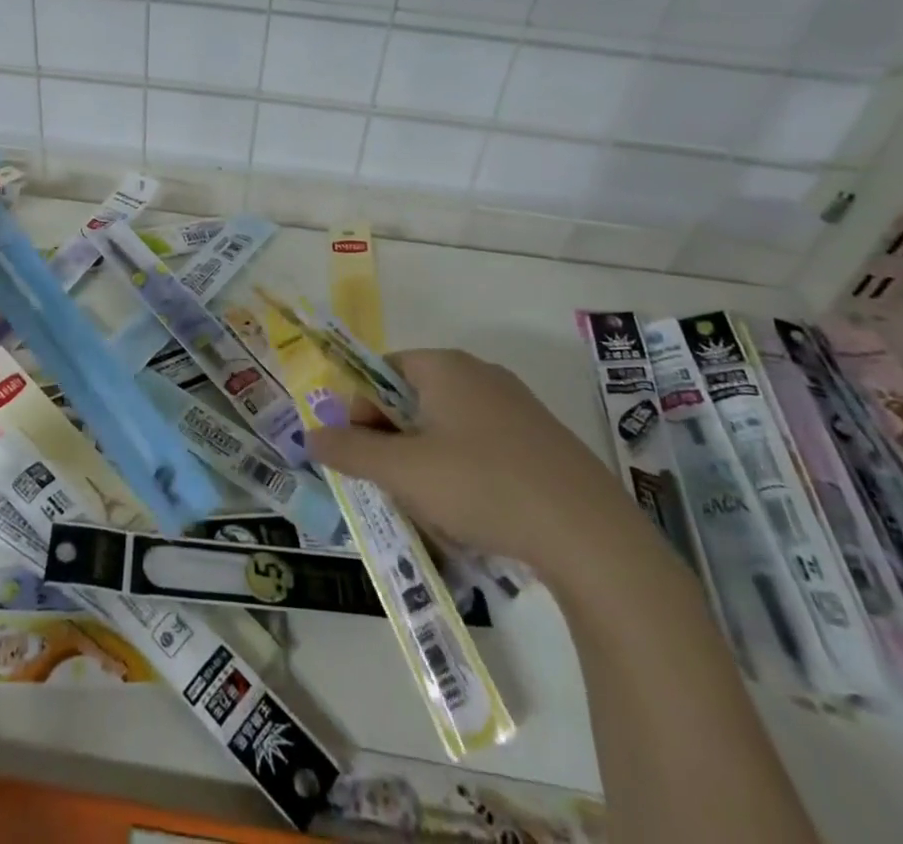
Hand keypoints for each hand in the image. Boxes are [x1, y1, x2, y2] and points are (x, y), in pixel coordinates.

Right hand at [306, 348, 658, 586]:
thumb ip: (351, 450)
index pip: (381, 372)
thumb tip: (311, 433)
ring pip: (448, 425)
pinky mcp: (542, 439)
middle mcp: (479, 372)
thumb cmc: (482, 486)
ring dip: (426, 459)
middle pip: (414, 397)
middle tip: (391, 484)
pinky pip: (483, 444)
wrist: (590, 536)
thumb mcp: (403, 472)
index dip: (361, 411)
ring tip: (430, 506)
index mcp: (443, 366)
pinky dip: (465, 470)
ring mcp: (516, 405)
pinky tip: (473, 512)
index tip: (359, 455)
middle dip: (393, 440)